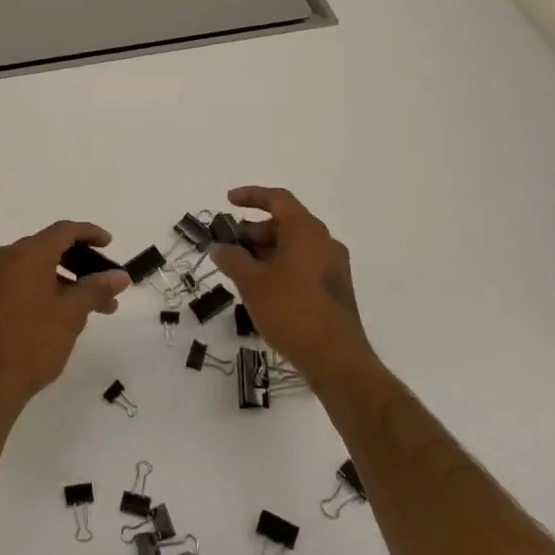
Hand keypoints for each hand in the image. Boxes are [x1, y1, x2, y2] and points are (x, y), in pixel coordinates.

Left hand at [0, 220, 129, 414]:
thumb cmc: (33, 343)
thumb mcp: (71, 314)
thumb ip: (96, 288)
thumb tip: (120, 276)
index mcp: (26, 254)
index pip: (63, 231)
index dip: (90, 233)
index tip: (110, 243)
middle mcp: (6, 258)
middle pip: (50, 248)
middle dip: (82, 264)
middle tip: (107, 283)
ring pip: (38, 268)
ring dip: (68, 281)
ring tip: (95, 307)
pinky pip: (24, 281)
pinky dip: (48, 288)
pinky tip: (67, 313)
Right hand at [211, 186, 375, 385]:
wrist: (336, 358)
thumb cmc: (291, 310)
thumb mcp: (252, 282)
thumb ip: (232, 259)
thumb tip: (219, 247)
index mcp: (306, 230)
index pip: (278, 199)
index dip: (251, 196)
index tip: (228, 200)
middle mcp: (324, 241)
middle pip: (285, 223)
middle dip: (253, 231)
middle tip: (228, 247)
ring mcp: (333, 266)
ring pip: (294, 246)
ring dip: (265, 251)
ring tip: (240, 271)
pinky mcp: (335, 288)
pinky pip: (303, 264)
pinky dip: (280, 266)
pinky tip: (262, 289)